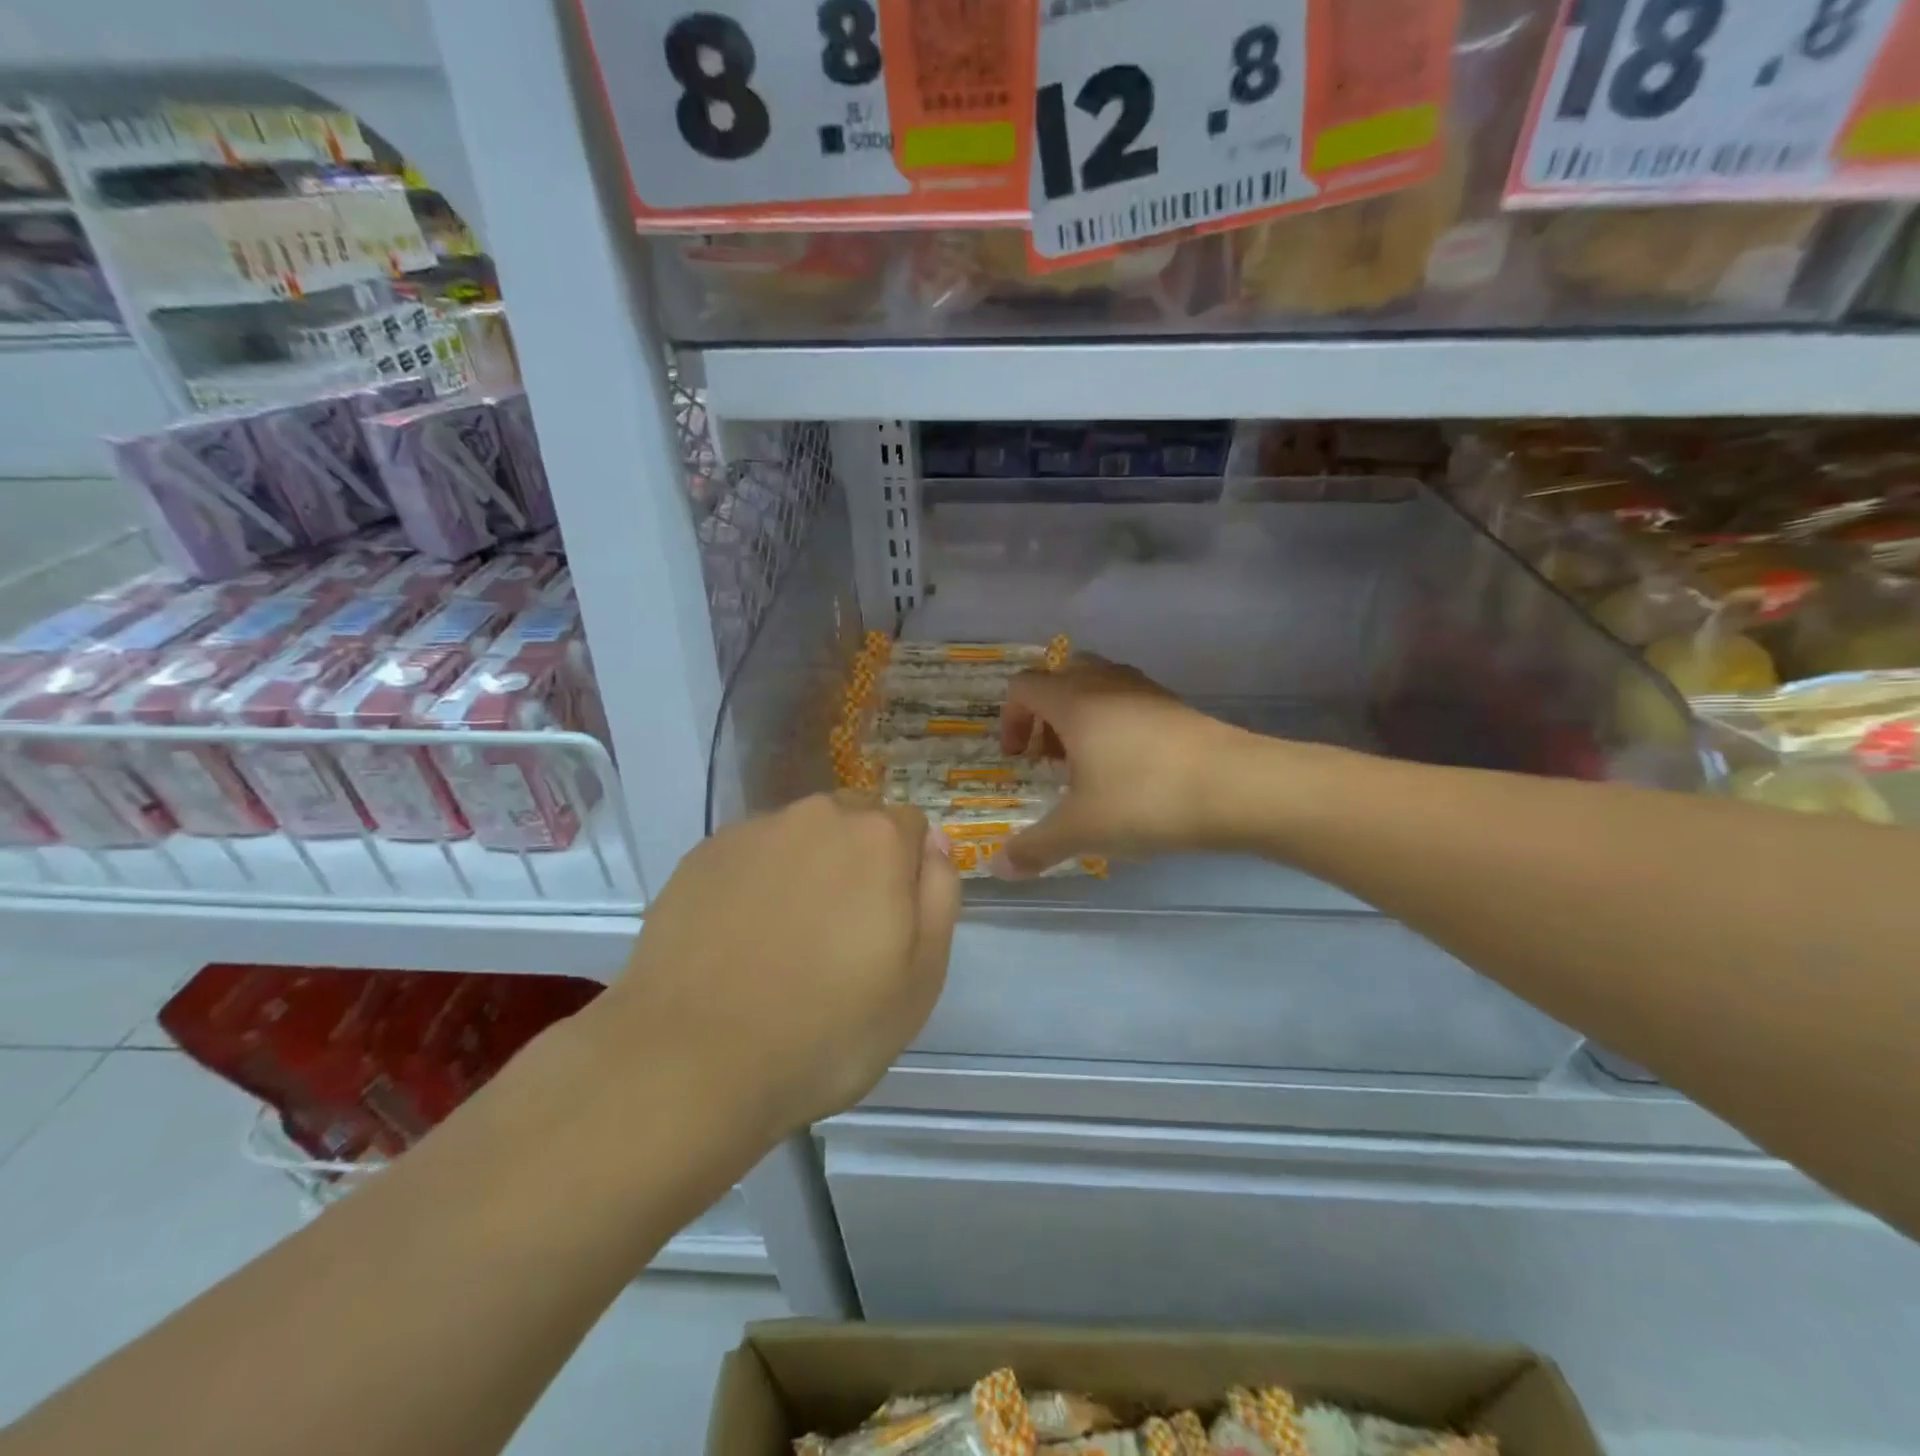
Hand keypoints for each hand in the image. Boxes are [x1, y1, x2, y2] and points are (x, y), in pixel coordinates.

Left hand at [596, 793, 959, 1142]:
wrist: (691, 1061)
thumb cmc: (827, 1029)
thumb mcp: (921, 978)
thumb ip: (940, 895)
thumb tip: (934, 844)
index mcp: (877, 838)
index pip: (912, 827)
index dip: (907, 872)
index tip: (891, 923)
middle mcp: (816, 816)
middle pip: (855, 820)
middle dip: (860, 859)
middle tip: (842, 931)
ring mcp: (753, 832)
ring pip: (801, 835)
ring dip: (807, 867)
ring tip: (785, 938)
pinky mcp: (702, 855)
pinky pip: (751, 855)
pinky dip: (756, 881)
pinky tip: (740, 939)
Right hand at [995, 658, 1247, 877]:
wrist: (1239, 787)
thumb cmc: (1145, 799)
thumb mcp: (1082, 830)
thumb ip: (1035, 847)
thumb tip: (997, 869)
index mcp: (1074, 700)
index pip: (1023, 688)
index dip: (1010, 720)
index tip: (1019, 760)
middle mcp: (1107, 683)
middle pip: (1060, 678)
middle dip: (1045, 717)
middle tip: (1051, 759)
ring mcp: (1147, 691)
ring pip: (1098, 688)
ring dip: (1082, 721)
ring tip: (1090, 768)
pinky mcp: (1177, 707)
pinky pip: (1130, 704)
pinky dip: (1116, 727)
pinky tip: (1131, 772)